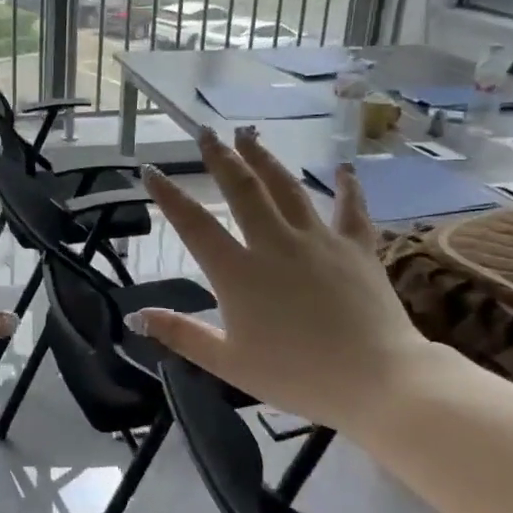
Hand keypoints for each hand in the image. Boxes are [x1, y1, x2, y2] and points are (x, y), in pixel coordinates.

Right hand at [127, 128, 437, 429]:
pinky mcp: (357, 248)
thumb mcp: (228, 362)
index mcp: (238, 272)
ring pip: (286, 188)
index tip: (151, 170)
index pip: (194, 224)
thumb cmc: (296, 375)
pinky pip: (350, 209)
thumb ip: (181, 334)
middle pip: (242, 190)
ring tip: (248, 135)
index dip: (169, 196)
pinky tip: (343, 168)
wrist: (377, 380)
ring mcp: (318, 241)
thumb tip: (135, 316)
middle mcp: (274, 244)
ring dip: (264, 159)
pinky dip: (346, 187)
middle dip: (220, 158)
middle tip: (205, 132)